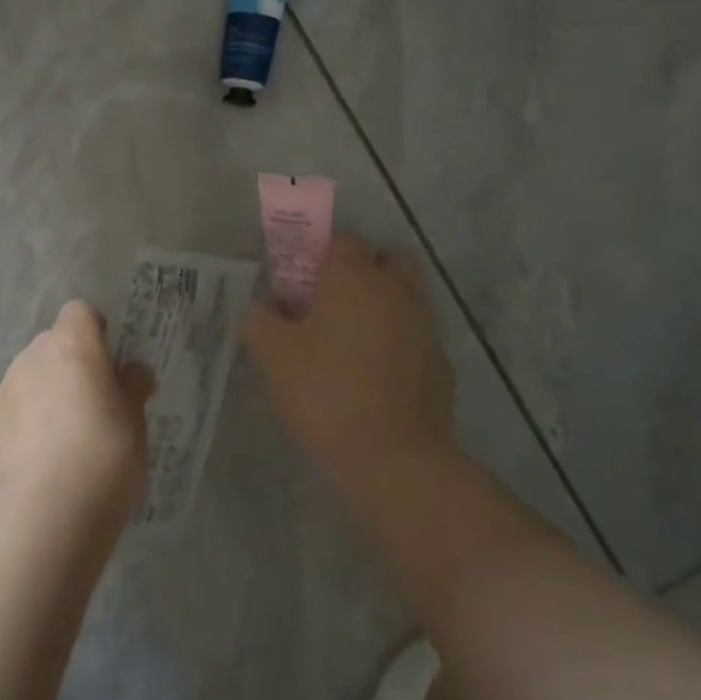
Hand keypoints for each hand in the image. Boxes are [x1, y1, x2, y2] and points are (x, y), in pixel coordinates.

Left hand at [0, 300, 154, 533]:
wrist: (48, 516)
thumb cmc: (105, 457)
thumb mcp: (136, 421)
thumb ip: (132, 387)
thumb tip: (132, 371)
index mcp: (71, 346)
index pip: (80, 312)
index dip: (95, 332)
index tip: (109, 364)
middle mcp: (31, 359)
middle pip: (51, 345)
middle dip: (69, 365)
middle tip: (90, 405)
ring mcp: (2, 393)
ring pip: (27, 379)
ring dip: (43, 395)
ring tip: (62, 441)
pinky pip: (8, 415)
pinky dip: (21, 428)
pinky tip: (36, 464)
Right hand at [240, 233, 456, 490]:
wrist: (393, 459)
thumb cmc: (324, 393)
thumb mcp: (272, 355)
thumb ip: (259, 320)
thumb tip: (262, 307)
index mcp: (354, 278)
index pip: (342, 240)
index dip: (319, 255)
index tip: (300, 283)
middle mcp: (396, 291)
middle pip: (387, 260)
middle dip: (363, 271)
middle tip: (332, 303)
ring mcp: (425, 327)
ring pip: (406, 298)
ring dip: (383, 307)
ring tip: (351, 343)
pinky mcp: (441, 365)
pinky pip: (416, 338)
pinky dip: (398, 344)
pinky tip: (374, 377)